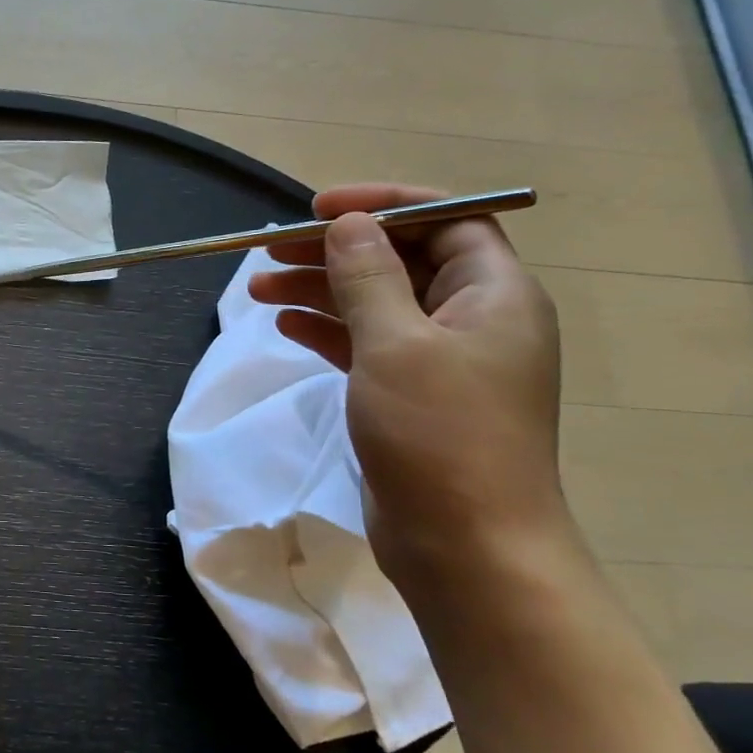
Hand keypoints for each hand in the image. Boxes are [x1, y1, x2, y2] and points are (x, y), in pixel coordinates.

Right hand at [249, 183, 567, 589]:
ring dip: (320, 290)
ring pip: (374, 304)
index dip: (384, 206)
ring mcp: (441, 360)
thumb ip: (368, 278)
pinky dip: (326, 330)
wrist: (466, 546)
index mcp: (494, 295)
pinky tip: (285, 325)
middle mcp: (473, 319)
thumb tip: (349, 225)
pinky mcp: (410, 395)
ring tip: (258, 288)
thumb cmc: (439, 435)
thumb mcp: (395, 344)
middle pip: (400, 261)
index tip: (320, 208)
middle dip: (335, 250)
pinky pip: (365, 344)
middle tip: (270, 250)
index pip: (445, 220)